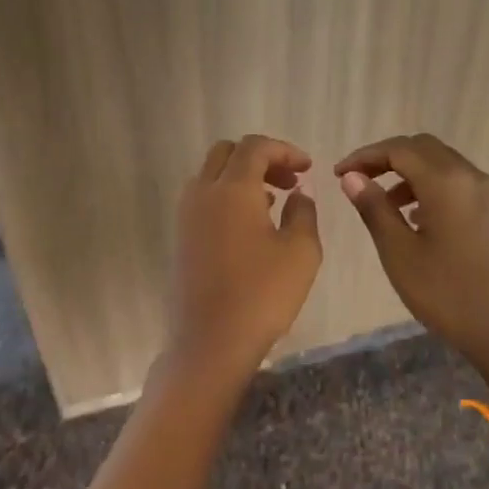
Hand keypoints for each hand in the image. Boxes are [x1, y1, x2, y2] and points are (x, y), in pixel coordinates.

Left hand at [168, 135, 321, 383]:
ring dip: (241, 178)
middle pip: (226, 154)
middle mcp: (202, 193)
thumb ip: (303, 212)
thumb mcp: (301, 252)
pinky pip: (202, 201)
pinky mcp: (180, 239)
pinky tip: (250, 227)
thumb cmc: (263, 295)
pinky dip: (226, 199)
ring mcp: (185, 217)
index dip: (285, 151)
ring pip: (211, 176)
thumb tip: (297, 193)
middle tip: (289, 182)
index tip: (308, 169)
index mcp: (232, 189)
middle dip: (260, 159)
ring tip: (273, 203)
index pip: (255, 147)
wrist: (211, 341)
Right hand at [334, 133, 488, 386]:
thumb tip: (352, 177)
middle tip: (357, 180)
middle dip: (387, 158)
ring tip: (383, 203)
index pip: (399, 150)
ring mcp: (488, 195)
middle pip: (424, 148)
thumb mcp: (398, 252)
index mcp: (446, 183)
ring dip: (409, 173)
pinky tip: (415, 218)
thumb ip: (374, 209)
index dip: (365, 156)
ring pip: (443, 164)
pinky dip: (430, 187)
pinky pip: (458, 184)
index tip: (338, 174)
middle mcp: (471, 178)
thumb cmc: (444, 293)